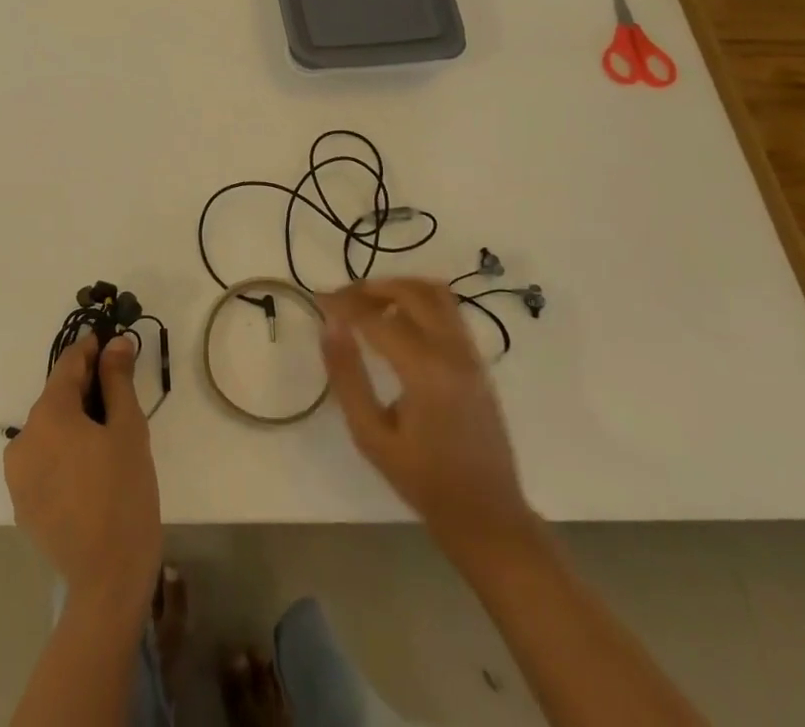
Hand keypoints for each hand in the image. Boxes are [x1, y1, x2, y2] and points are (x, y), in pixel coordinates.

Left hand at [4, 332, 161, 617]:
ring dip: (74, 423)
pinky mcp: (21, 502)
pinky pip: (43, 459)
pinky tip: (90, 471)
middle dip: (86, 389)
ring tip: (107, 439)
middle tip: (120, 398)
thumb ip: (118, 380)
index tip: (114, 347)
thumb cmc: (124, 495)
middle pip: (57, 397)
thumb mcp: (129, 430)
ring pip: (49, 429)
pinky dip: (63, 452)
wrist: (107, 580)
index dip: (92, 351)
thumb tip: (116, 343)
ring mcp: (17, 474)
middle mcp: (23, 437)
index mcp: (48, 414)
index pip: (68, 364)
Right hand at [320, 278, 539, 566]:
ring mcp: (470, 354)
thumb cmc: (423, 480)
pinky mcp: (478, 360)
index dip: (343, 304)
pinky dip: (418, 301)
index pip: (376, 317)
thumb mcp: (371, 436)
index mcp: (426, 371)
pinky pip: (448, 310)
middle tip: (340, 299)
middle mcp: (452, 352)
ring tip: (367, 303)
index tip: (316, 300)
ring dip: (397, 288)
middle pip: (411, 292)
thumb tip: (329, 325)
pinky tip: (396, 320)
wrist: (487, 515)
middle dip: (370, 288)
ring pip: (435, 293)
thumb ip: (347, 376)